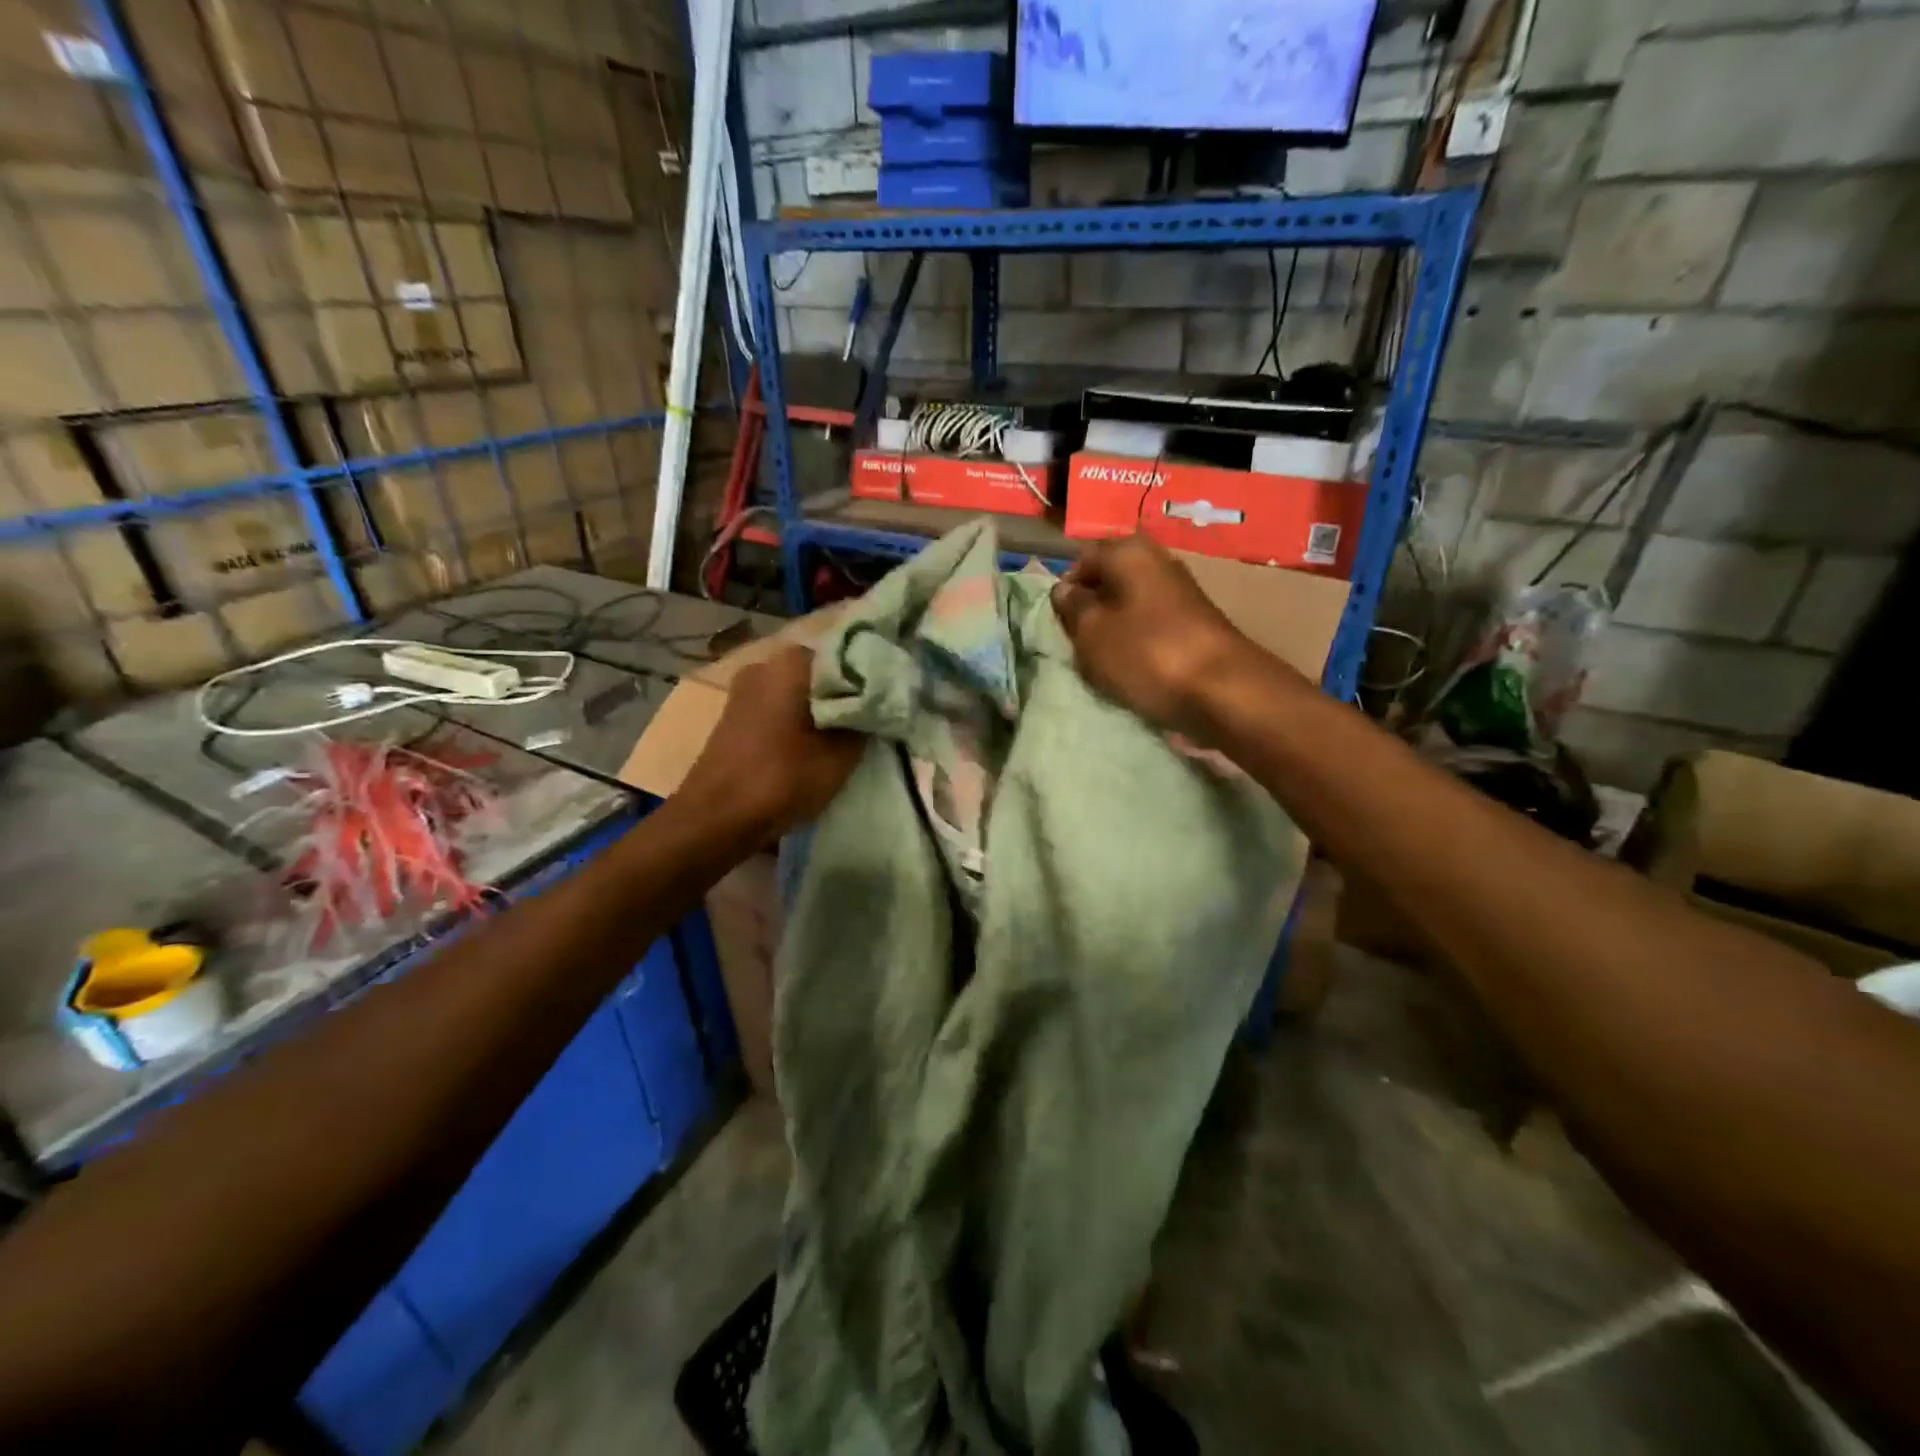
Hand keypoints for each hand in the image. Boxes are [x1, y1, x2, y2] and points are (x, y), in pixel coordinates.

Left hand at [678, 646, 863, 839]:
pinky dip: (799, 723)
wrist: (716, 818)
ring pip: (799, 693)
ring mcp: (744, 690)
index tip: (889, 702)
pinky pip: (779, 710)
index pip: (847, 656)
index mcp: (792, 661)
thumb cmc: (782, 778)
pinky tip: (813, 747)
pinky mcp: (735, 717)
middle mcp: (764, 664)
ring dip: (821, 712)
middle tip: (871, 724)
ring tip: (846, 739)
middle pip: (821, 675)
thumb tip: (877, 706)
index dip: (872, 679)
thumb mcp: (841, 755)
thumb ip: (864, 723)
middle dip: (845, 696)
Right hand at [1051, 535, 1250, 733]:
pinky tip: (1133, 666)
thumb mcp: (1092, 633)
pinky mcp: (1195, 622)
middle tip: (1079, 642)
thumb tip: (1064, 589)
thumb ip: (1072, 607)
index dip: (1066, 589)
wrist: (1223, 690)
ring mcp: (1181, 592)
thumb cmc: (1146, 655)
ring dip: (1114, 628)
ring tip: (1104, 659)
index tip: (1059, 622)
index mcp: (1129, 552)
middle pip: (1110, 580)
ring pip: (1131, 604)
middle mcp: (1158, 561)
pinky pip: (1153, 624)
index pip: (1083, 559)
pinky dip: (1139, 641)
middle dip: (1091, 608)